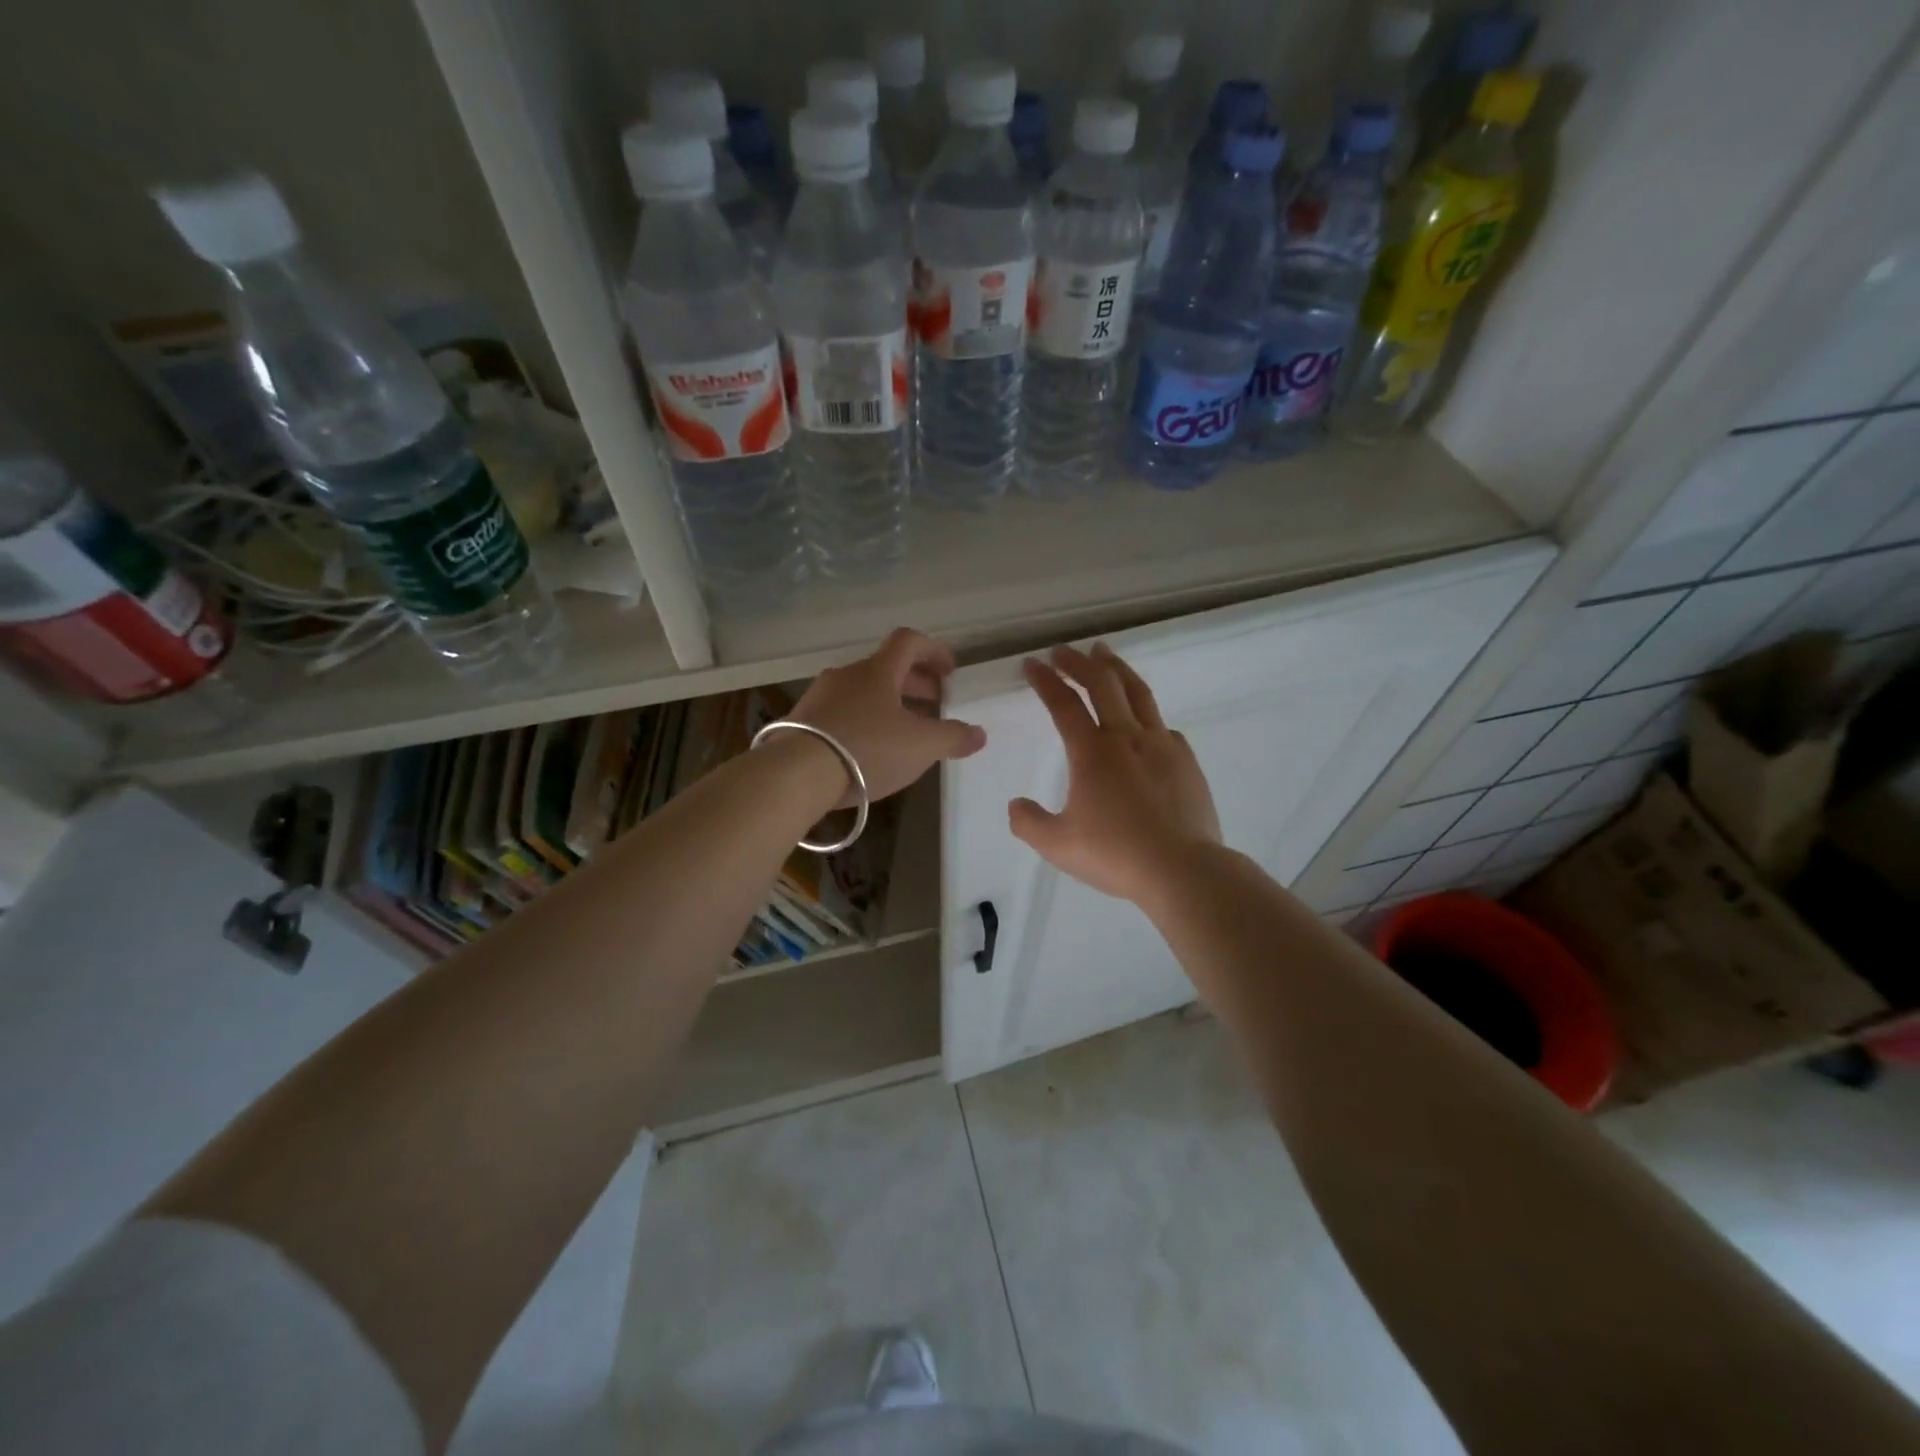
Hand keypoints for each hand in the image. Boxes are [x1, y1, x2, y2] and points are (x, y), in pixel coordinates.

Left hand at [789, 627, 986, 805]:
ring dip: (889, 703)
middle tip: (935, 703)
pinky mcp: (802, 722)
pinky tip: (872, 749)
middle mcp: (847, 675)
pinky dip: (865, 720)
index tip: (950, 671)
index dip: (933, 651)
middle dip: (915, 683)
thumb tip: (978, 734)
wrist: (796, 774)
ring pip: (863, 691)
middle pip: (886, 668)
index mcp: (877, 670)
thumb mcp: (921, 746)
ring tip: (906, 730)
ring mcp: (820, 697)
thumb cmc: (867, 748)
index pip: (909, 641)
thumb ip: (953, 737)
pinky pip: (843, 712)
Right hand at [1009, 643, 1221, 903]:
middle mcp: (1126, 737)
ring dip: (1116, 669)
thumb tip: (1016, 805)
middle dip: (1079, 663)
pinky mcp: (1186, 760)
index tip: (1033, 664)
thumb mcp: (1058, 845)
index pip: (1064, 704)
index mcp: (1092, 753)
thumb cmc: (1116, 855)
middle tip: (1063, 651)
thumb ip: (1029, 823)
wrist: (1182, 869)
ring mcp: (1161, 745)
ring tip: (1104, 654)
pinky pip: (1162, 725)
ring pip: (1137, 693)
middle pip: (1102, 684)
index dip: (1045, 681)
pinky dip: (1145, 712)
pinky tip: (1144, 720)